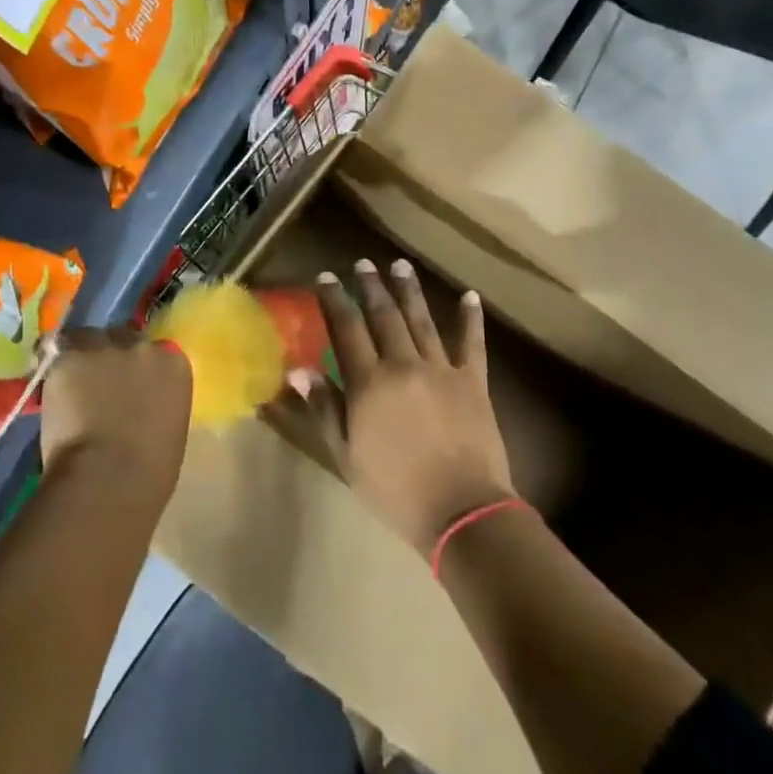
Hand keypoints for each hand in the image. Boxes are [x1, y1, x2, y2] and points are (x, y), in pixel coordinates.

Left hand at [38, 328, 191, 509]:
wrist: (110, 477)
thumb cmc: (150, 469)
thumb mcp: (169, 427)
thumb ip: (157, 403)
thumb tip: (139, 407)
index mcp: (174, 364)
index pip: (156, 351)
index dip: (138, 367)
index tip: (130, 385)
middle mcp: (142, 347)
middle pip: (123, 338)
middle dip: (112, 356)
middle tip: (98, 383)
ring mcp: (104, 349)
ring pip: (87, 340)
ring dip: (81, 357)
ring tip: (70, 383)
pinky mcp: (68, 358)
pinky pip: (57, 354)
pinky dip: (53, 369)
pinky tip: (49, 390)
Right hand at [306, 259, 515, 555]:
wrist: (460, 510)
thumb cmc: (394, 489)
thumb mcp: (346, 455)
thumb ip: (325, 409)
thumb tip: (299, 371)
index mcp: (369, 382)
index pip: (346, 329)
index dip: (335, 300)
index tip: (327, 277)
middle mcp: (403, 365)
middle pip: (384, 316)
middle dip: (372, 287)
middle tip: (364, 263)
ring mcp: (442, 370)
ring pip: (422, 320)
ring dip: (409, 291)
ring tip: (400, 265)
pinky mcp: (473, 381)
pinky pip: (472, 343)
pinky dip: (471, 319)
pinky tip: (470, 296)